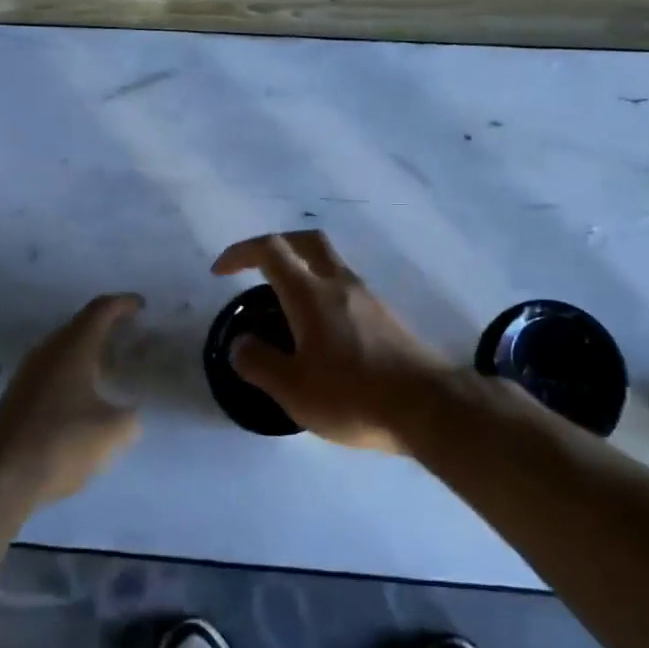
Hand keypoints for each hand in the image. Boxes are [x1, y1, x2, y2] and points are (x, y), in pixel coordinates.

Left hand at [0, 294, 143, 503]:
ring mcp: (28, 374)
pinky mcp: (17, 397)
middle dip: (107, 327)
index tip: (143, 307)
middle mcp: (48, 351)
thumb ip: (130, 416)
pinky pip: (52, 370)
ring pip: (64, 349)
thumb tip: (129, 413)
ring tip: (112, 367)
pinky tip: (85, 397)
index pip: (101, 310)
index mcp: (73, 347)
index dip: (124, 303)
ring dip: (88, 351)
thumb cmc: (61, 443)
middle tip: (131, 337)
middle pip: (80, 325)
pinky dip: (73, 372)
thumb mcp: (112, 432)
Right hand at [211, 231, 464, 453]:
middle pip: (306, 241)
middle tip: (254, 268)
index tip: (220, 272)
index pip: (270, 251)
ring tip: (284, 304)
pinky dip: (323, 290)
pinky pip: (345, 286)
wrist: (427, 406)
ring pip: (329, 262)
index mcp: (310, 294)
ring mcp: (367, 296)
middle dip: (276, 246)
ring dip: (302, 268)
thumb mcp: (293, 389)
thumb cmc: (353, 396)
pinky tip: (319, 329)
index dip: (240, 252)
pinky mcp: (385, 314)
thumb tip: (241, 342)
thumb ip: (259, 363)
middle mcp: (339, 283)